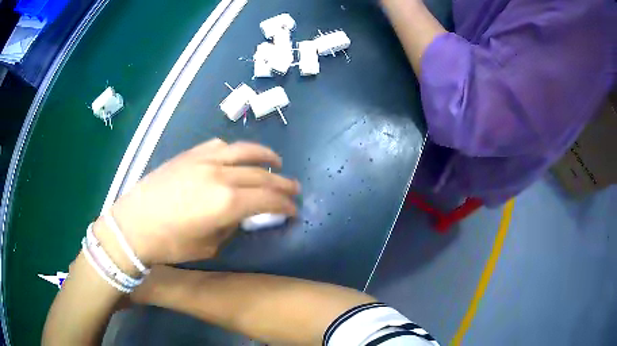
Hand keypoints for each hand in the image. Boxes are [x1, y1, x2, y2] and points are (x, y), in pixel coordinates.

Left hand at [108, 139, 299, 264]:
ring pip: (244, 151)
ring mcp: (204, 160)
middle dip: (282, 184)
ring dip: (264, 156)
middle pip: (261, 175)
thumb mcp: (209, 246)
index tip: (294, 210)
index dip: (285, 206)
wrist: (133, 225)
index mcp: (227, 203)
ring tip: (275, 162)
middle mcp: (220, 175)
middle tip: (293, 190)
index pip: (268, 200)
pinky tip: (238, 156)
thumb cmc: (170, 244)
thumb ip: (231, 227)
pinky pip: (219, 146)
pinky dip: (236, 150)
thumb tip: (242, 215)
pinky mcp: (189, 155)